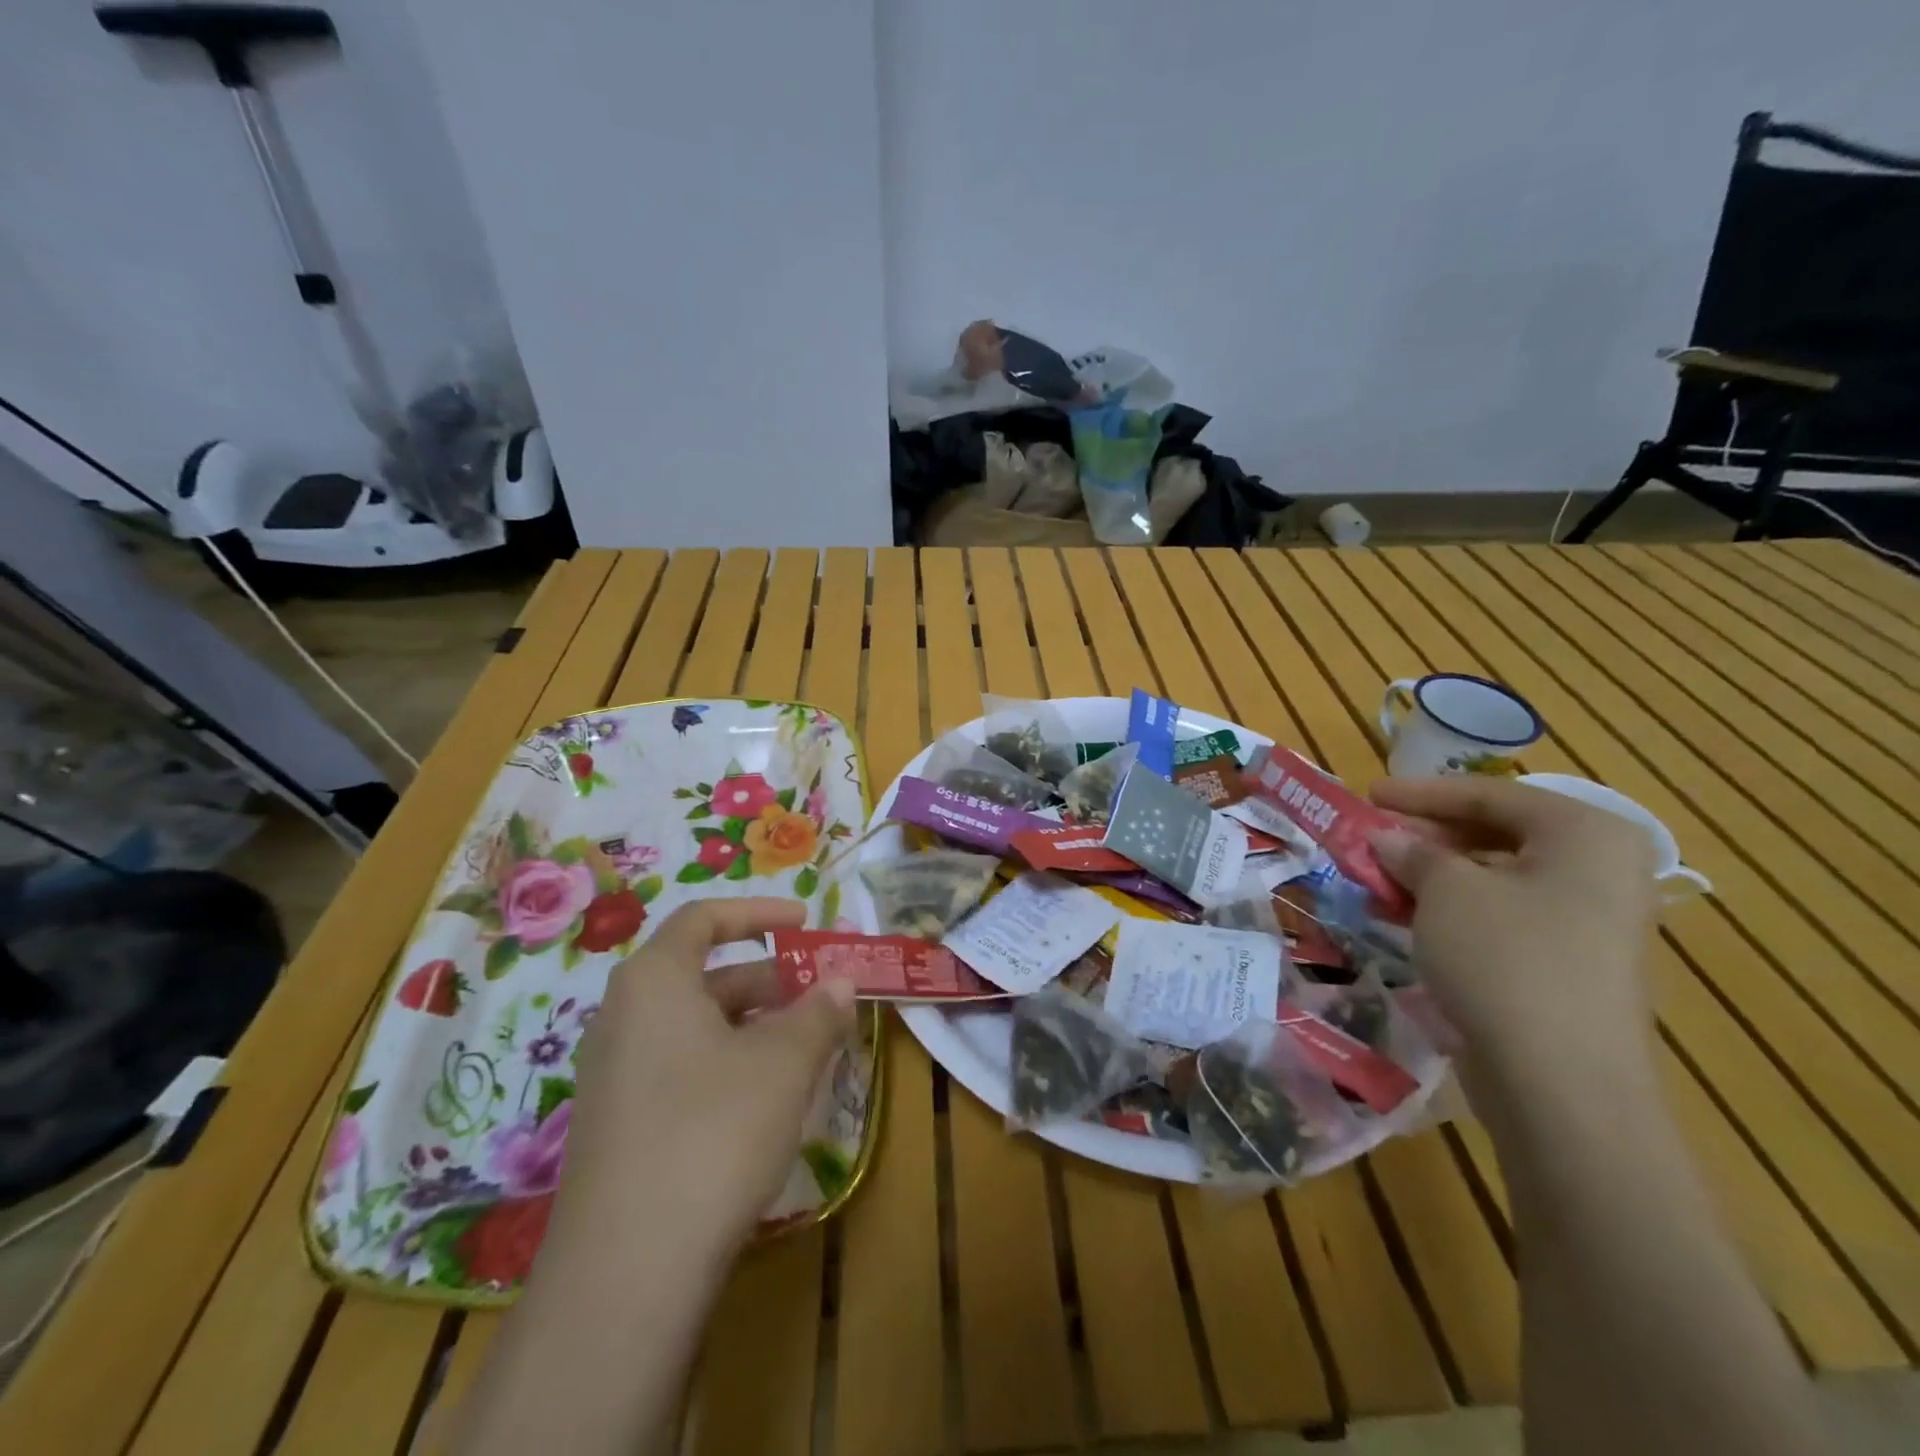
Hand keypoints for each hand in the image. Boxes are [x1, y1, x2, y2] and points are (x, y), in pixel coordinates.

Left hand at [555, 898, 856, 1257]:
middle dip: (770, 979)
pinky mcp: (619, 1124)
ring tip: (809, 1045)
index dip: (759, 913)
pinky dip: (729, 1062)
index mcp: (654, 980)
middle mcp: (623, 1016)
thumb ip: (818, 1011)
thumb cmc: (713, 1131)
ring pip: (697, 1025)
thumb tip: (841, 980)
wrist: (628, 1272)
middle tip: (823, 995)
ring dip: (755, 1025)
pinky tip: (768, 1096)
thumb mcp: (784, 1062)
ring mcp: (615, 1074)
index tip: (806, 923)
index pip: (705, 918)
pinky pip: (681, 1066)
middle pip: (705, 974)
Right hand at [1366, 776, 1660, 1101]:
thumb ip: (1412, 852)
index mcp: (1585, 834)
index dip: (1421, 793)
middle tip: (1370, 840)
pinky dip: (1452, 911)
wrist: (1562, 1083)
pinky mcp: (1571, 965)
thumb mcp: (1445, 890)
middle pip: (1494, 835)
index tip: (1368, 794)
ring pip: (1494, 880)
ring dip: (1430, 877)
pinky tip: (1403, 918)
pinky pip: (1502, 918)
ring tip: (1375, 880)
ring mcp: (1591, 922)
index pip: (1489, 794)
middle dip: (1424, 838)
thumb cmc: (1505, 958)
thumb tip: (1387, 840)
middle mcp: (1600, 870)